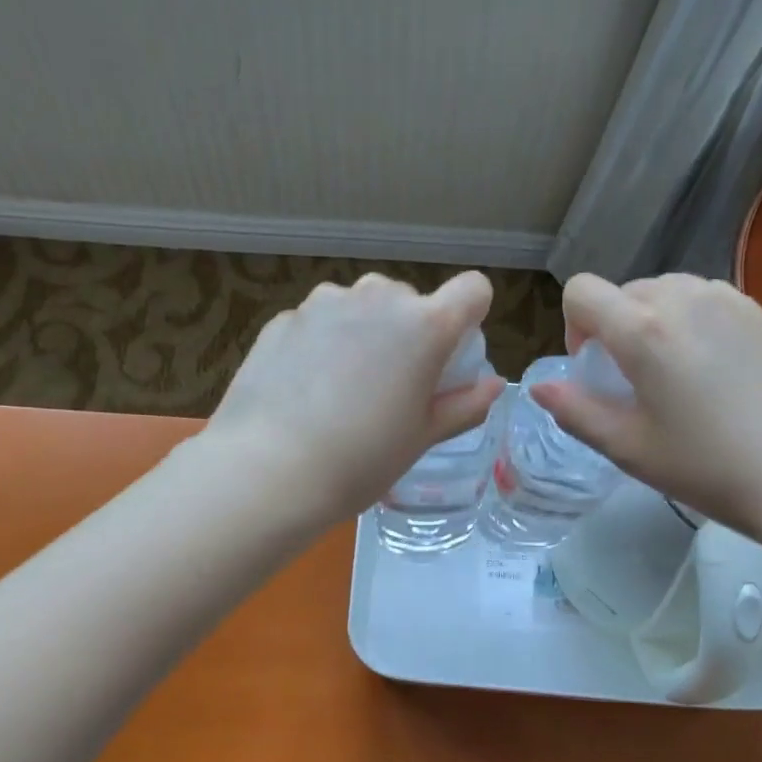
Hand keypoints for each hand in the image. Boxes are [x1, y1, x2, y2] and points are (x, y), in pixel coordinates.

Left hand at [205, 271, 502, 524]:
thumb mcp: (422, 438)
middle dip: (409, 331)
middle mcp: (377, 298)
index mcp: (424, 326)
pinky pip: (320, 321)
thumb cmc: (361, 460)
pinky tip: (304, 389)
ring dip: (364, 332)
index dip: (469, 318)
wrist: (268, 470)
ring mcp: (324, 303)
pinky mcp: (283, 318)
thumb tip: (493, 385)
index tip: (451, 355)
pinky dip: (323, 343)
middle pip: (410, 299)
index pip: (472, 290)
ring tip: (343, 388)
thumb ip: (464, 405)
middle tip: (392, 385)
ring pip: (361, 306)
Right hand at [528, 273, 761, 549]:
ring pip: (664, 292)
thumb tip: (540, 388)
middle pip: (624, 292)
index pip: (582, 292)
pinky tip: (711, 372)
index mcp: (642, 329)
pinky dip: (689, 323)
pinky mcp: (759, 312)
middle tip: (632, 382)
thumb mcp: (628, 448)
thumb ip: (576, 411)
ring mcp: (727, 300)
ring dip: (651, 323)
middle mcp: (683, 297)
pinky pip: (703, 300)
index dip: (573, 327)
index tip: (593, 369)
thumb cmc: (708, 466)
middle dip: (613, 328)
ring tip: (672, 375)